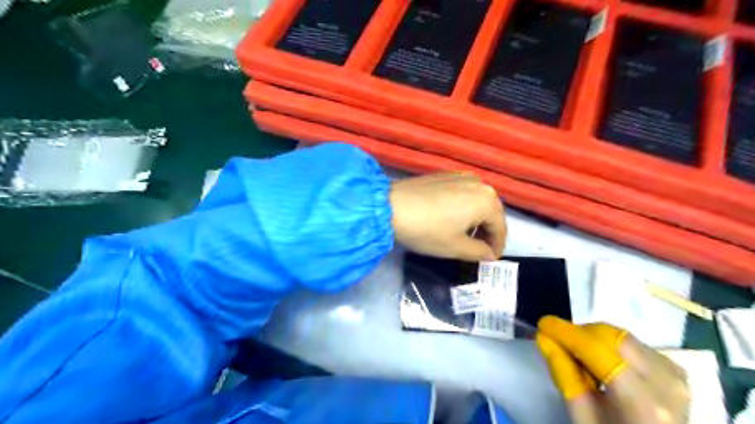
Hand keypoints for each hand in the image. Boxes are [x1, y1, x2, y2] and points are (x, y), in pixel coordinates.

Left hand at [388, 172, 505, 260]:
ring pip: (477, 201)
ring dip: (475, 219)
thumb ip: (479, 252)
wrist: (391, 206)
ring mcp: (461, 176)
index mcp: (488, 200)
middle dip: (487, 232)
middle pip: (491, 212)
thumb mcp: (456, 248)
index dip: (496, 247)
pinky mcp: (444, 175)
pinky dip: (463, 207)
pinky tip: (450, 218)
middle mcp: (479, 183)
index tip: (490, 260)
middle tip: (478, 249)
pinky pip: (463, 193)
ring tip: (464, 234)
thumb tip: (490, 254)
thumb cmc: (428, 230)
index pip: (500, 228)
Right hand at [536, 319, 687, 423]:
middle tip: (560, 341)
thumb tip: (546, 338)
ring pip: (624, 337)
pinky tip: (603, 361)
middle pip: (613, 337)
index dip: (567, 333)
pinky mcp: (677, 372)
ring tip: (581, 355)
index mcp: (643, 403)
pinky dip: (612, 345)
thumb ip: (565, 376)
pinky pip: (636, 344)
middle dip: (582, 333)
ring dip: (596, 338)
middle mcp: (667, 384)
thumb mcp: (583, 419)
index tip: (543, 323)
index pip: (598, 352)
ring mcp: (677, 377)